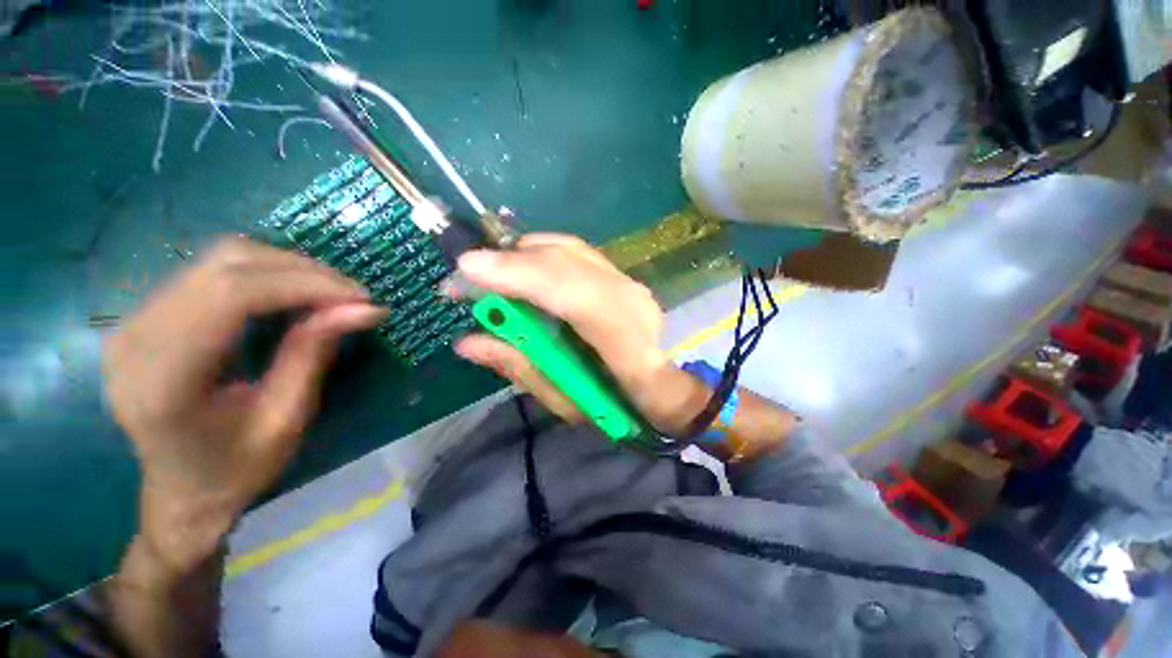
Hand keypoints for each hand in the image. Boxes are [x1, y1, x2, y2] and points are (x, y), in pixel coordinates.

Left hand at [103, 237, 386, 568]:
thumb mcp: (286, 419)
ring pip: (220, 259)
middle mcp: (136, 337)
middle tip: (354, 296)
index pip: (231, 296)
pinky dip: (265, 274)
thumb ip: (314, 354)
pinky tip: (295, 294)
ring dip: (287, 268)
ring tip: (331, 294)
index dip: (304, 285)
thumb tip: (365, 309)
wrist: (181, 492)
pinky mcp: (148, 314)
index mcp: (163, 379)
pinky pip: (213, 271)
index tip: (361, 298)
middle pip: (225, 265)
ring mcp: (135, 320)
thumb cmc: (236, 470)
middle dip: (302, 271)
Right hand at [453, 234, 709, 435]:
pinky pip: (574, 253)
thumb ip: (520, 367)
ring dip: (523, 255)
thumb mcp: (565, 400)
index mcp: (625, 342)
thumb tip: (467, 342)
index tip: (467, 268)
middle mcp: (630, 300)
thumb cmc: (615, 405)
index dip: (521, 275)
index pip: (572, 294)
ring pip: (568, 249)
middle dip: (510, 261)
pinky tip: (521, 268)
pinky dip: (541, 255)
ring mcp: (629, 282)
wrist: (660, 388)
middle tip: (466, 276)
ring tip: (491, 274)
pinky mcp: (621, 276)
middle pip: (566, 260)